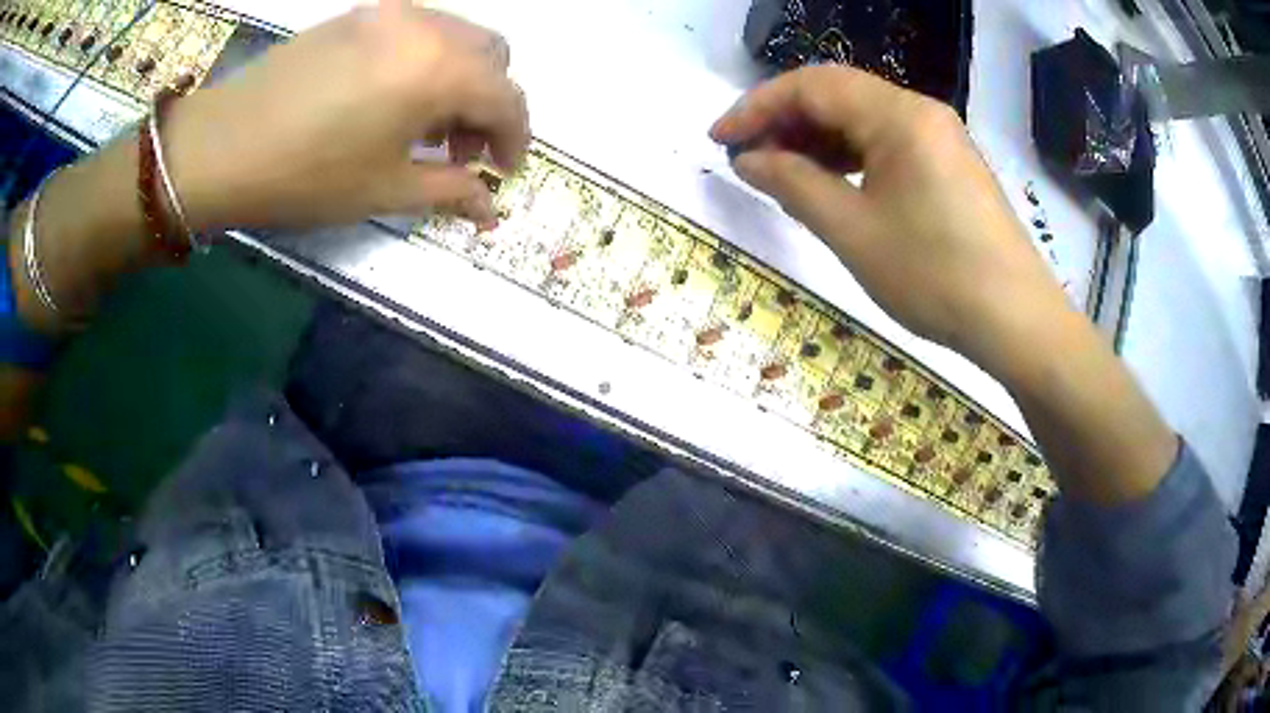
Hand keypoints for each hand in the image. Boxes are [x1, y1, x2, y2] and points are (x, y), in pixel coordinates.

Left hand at [166, 1, 528, 232]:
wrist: (222, 147)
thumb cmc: (305, 175)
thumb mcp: (384, 191)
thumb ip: (449, 190)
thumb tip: (489, 206)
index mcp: (437, 69)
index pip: (507, 96)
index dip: (515, 138)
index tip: (503, 172)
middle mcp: (425, 26)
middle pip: (491, 55)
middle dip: (489, 103)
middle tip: (460, 150)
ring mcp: (390, 13)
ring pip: (456, 36)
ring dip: (460, 78)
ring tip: (424, 126)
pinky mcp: (360, 14)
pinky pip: (417, 29)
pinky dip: (426, 60)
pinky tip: (393, 97)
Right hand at [710, 65, 1067, 373]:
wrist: (1016, 322)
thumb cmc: (935, 276)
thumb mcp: (853, 231)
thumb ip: (793, 184)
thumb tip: (748, 159)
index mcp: (899, 116)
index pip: (812, 86)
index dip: (757, 106)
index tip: (719, 138)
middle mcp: (921, 112)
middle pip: (838, 95)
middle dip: (784, 120)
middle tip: (745, 157)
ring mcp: (940, 138)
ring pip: (863, 120)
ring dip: (816, 139)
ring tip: (779, 171)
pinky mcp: (950, 165)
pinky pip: (887, 145)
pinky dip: (850, 157)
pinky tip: (829, 182)